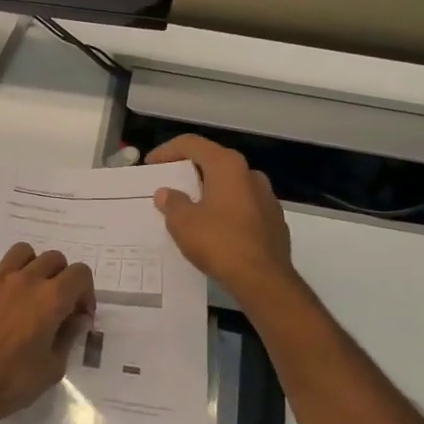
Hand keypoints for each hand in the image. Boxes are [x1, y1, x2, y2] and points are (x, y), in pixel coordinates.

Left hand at [0, 243, 96, 423]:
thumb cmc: (9, 383)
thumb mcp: (52, 369)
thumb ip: (68, 338)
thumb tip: (76, 320)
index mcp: (51, 299)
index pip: (80, 274)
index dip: (85, 292)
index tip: (78, 315)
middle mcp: (26, 279)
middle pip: (54, 259)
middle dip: (61, 278)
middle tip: (55, 306)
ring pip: (22, 252)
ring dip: (31, 267)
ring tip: (26, 292)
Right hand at [148, 134, 294, 303]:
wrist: (264, 279)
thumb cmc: (219, 243)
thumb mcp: (183, 223)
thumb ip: (172, 203)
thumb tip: (167, 193)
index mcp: (227, 166)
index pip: (192, 144)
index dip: (167, 151)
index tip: (150, 166)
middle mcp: (250, 174)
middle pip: (213, 162)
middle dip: (189, 172)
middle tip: (169, 186)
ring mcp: (267, 197)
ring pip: (230, 185)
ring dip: (208, 192)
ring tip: (190, 210)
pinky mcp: (274, 220)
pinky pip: (243, 206)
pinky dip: (225, 210)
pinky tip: (214, 230)